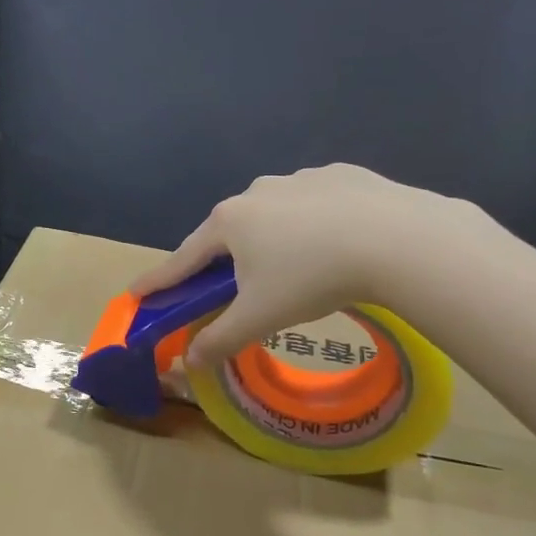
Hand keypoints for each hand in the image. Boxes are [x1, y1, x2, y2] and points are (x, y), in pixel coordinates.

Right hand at [129, 165, 489, 369]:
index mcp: (229, 222)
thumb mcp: (261, 317)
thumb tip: (189, 361)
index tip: (137, 292)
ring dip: (271, 239)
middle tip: (228, 287)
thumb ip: (220, 338)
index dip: (160, 279)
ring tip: (295, 268)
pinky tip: (336, 242)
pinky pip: (314, 203)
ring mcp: (299, 178)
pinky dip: (313, 223)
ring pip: (272, 215)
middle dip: (222, 260)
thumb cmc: (312, 277)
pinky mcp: (340, 174)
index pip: (183, 258)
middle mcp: (256, 192)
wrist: (398, 238)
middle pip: (227, 233)